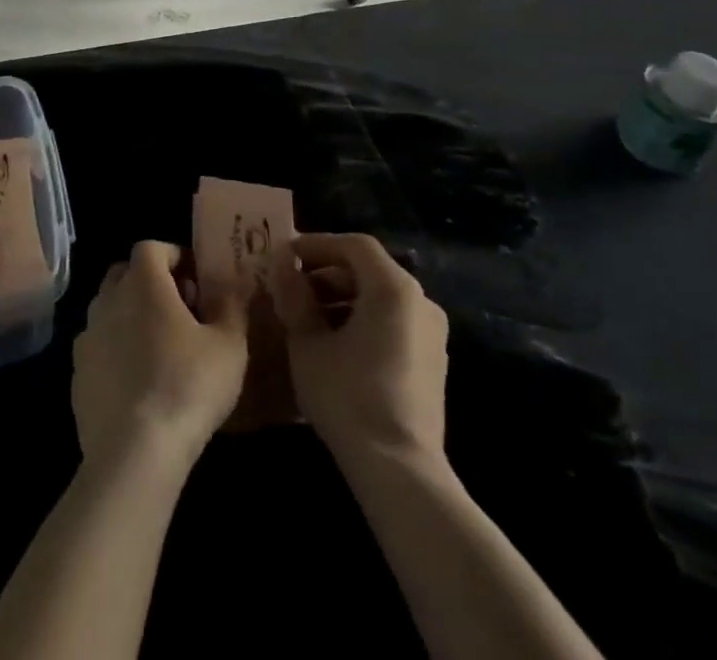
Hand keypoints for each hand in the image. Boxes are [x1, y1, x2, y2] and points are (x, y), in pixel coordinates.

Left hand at [73, 241, 248, 469]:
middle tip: (180, 310)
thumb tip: (229, 286)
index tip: (195, 280)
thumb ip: (230, 306)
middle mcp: (107, 300)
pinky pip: (99, 348)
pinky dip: (116, 352)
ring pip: (109, 311)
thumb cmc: (188, 385)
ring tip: (160, 349)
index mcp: (142, 283)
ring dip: (131, 317)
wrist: (134, 452)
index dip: (173, 256)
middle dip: (150, 283)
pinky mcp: (77, 376)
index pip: (151, 247)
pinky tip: (139, 383)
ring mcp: (87, 338)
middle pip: (124, 274)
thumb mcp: (229, 345)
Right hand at [268, 232, 448, 463]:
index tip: (286, 256)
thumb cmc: (348, 397)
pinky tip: (335, 345)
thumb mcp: (308, 343)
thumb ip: (295, 297)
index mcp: (393, 288)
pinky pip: (394, 323)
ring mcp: (432, 334)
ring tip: (308, 318)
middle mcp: (421, 301)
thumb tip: (283, 266)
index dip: (317, 244)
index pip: (354, 245)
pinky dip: (363, 321)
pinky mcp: (433, 363)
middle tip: (292, 288)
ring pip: (381, 298)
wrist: (400, 471)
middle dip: (327, 274)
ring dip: (343, 299)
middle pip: (369, 270)